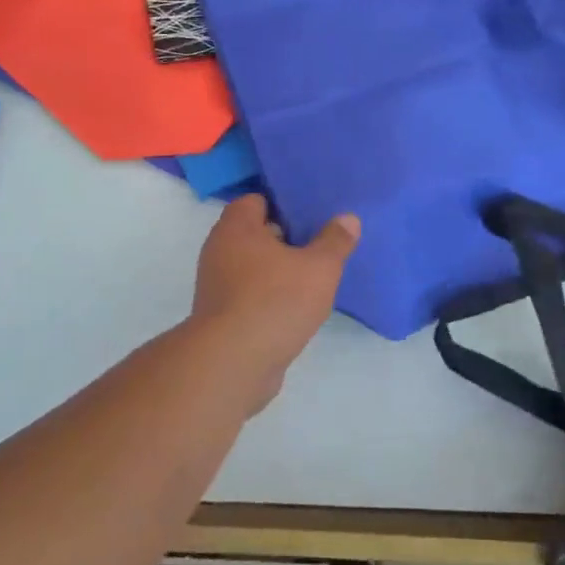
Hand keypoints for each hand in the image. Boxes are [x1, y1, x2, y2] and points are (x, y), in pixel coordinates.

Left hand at [192, 195, 359, 399]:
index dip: (284, 203)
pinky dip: (269, 298)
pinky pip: (250, 296)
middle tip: (319, 242)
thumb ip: (335, 241)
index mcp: (236, 228)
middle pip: (255, 234)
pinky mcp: (222, 317)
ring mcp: (217, 286)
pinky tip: (296, 308)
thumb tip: (348, 218)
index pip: (256, 200)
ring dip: (278, 271)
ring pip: (253, 267)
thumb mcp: (319, 267)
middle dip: (285, 238)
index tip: (311, 212)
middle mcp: (220, 251)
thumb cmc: (275, 301)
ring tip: (313, 276)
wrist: (233, 364)